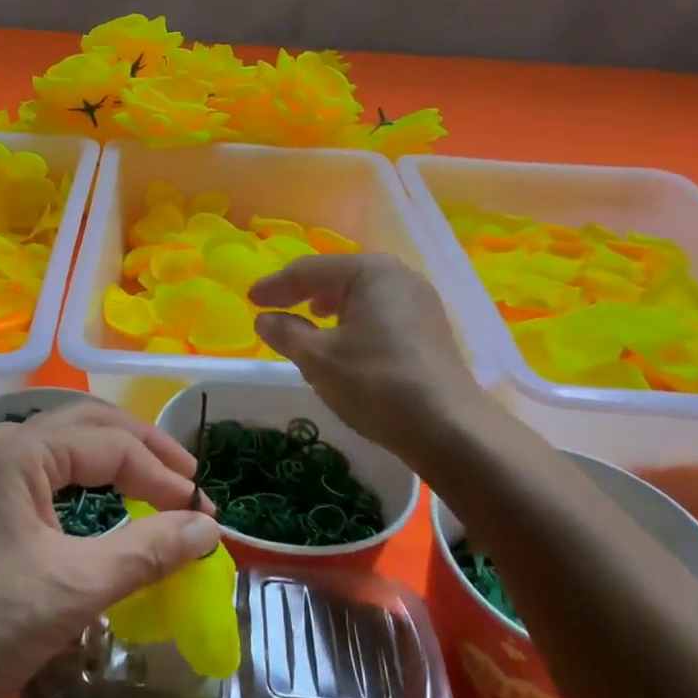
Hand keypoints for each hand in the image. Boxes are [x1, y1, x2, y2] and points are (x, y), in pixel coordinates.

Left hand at [0, 401, 220, 697]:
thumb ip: (148, 550)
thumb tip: (209, 528)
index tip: (204, 513)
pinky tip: (108, 500)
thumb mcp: (76, 586)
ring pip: (67, 445)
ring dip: (115, 459)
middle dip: (143, 448)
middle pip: (88, 426)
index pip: (110, 445)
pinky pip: (48, 472)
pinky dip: (87, 480)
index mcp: (17, 450)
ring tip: (158, 482)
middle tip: (188, 480)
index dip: (163, 475)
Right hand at [250, 253, 488, 463]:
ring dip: (329, 303)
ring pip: (361, 293)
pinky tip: (344, 337)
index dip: (275, 286)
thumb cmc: (374, 382)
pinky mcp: (429, 326)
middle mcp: (398, 275)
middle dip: (303, 291)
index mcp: (369, 271)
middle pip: (338, 275)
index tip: (250, 300)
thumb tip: (264, 319)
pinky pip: (380, 310)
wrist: (448, 427)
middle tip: (273, 306)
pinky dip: (354, 318)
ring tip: (307, 317)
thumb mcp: (317, 358)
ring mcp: (420, 300)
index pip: (309, 270)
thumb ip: (286, 332)